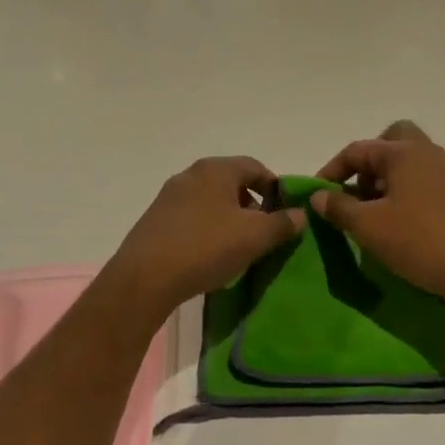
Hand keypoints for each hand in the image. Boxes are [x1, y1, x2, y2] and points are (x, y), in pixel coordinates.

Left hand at [105, 156, 306, 313]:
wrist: (144, 277)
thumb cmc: (206, 247)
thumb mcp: (254, 237)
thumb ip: (282, 223)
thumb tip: (300, 214)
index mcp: (216, 169)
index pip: (256, 167)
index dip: (276, 188)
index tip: (286, 213)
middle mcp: (191, 174)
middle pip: (232, 183)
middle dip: (253, 205)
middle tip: (265, 232)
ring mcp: (169, 196)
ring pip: (211, 201)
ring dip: (229, 219)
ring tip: (239, 247)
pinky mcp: (156, 220)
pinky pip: (192, 218)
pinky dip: (207, 229)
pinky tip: (210, 255)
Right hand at [312, 121, 444, 302]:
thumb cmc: (419, 240)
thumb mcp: (368, 226)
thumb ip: (339, 207)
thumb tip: (318, 196)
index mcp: (403, 152)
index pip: (357, 150)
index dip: (332, 170)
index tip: (318, 195)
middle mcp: (427, 154)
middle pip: (392, 141)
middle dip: (369, 163)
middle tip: (358, 191)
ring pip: (409, 164)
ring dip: (387, 181)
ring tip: (374, 214)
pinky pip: (424, 183)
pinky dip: (406, 194)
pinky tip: (399, 225)